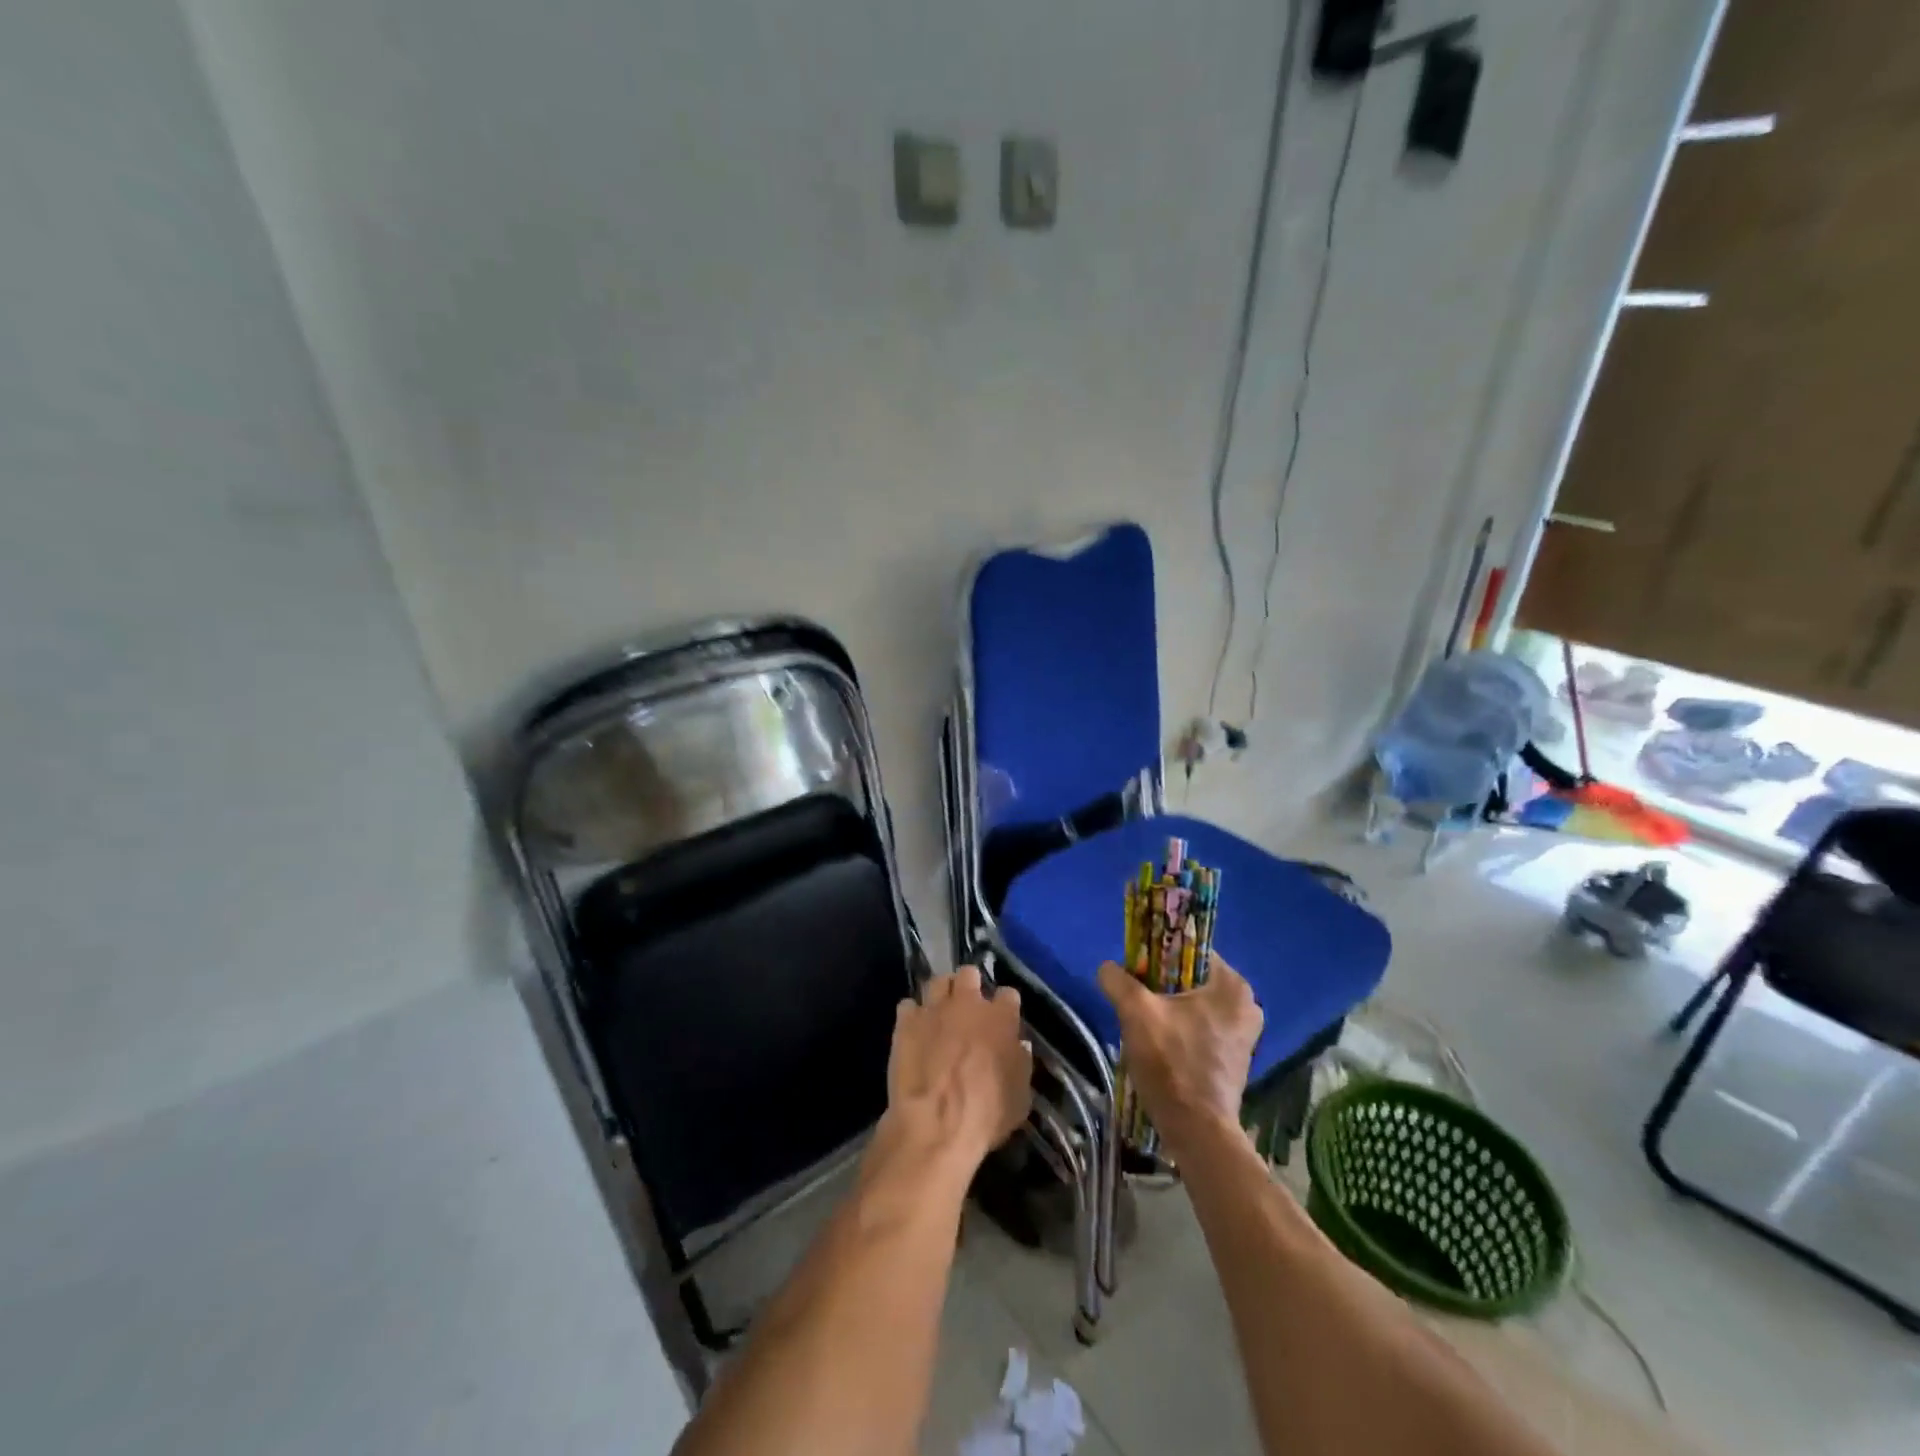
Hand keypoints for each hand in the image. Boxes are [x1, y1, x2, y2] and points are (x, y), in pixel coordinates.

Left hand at [880, 965, 1032, 1174]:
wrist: (936, 1123)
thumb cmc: (986, 1115)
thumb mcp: (1020, 1097)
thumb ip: (1020, 1064)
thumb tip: (1018, 1047)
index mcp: (1001, 1018)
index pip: (1008, 994)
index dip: (1005, 1005)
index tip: (1004, 1017)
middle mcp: (968, 1004)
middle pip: (969, 975)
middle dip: (970, 985)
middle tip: (968, 1006)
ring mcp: (934, 1009)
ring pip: (937, 982)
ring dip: (940, 993)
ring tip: (939, 1010)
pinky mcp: (906, 1022)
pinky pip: (908, 1005)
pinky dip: (912, 1014)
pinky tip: (914, 1029)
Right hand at [1098, 954, 1262, 1149]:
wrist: (1197, 1131)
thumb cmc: (1172, 1063)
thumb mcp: (1136, 1013)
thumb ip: (1118, 980)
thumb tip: (1107, 968)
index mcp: (1232, 985)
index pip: (1190, 949)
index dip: (1159, 954)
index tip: (1137, 970)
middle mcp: (1247, 1004)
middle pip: (1191, 978)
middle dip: (1161, 985)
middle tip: (1137, 999)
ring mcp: (1244, 1034)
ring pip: (1194, 1004)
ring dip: (1169, 1009)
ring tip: (1145, 1024)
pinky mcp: (1235, 1057)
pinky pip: (1201, 1027)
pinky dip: (1180, 1029)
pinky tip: (1161, 1044)